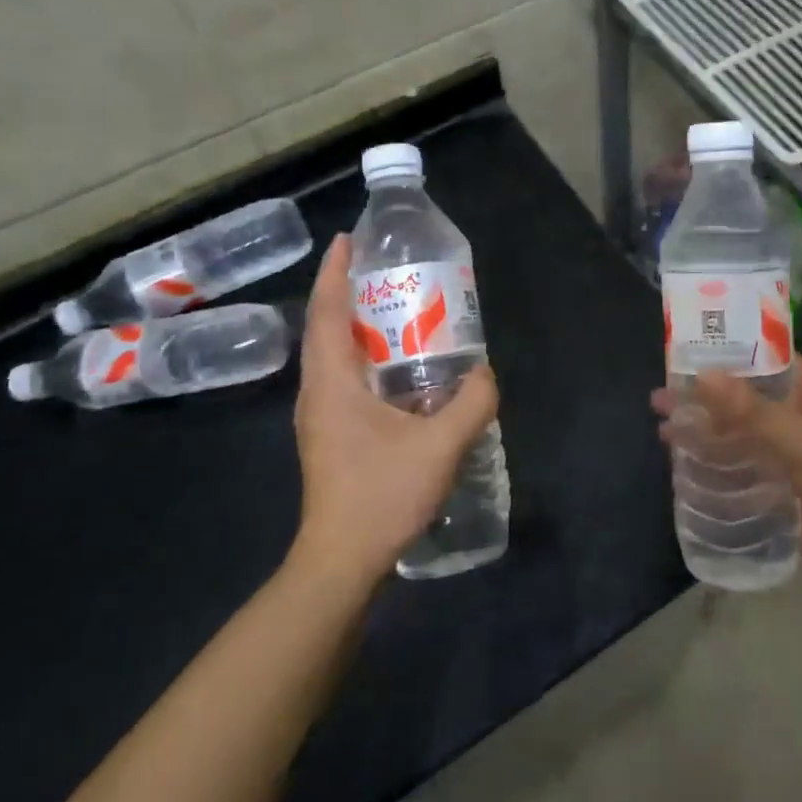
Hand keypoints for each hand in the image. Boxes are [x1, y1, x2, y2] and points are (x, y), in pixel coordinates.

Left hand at [293, 233, 498, 584]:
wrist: (342, 561)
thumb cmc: (382, 495)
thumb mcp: (440, 446)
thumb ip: (471, 403)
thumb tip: (485, 373)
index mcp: (332, 383)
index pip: (327, 312)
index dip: (335, 272)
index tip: (348, 240)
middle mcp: (317, 392)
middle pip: (327, 327)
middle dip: (349, 293)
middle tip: (388, 272)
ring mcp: (320, 416)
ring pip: (334, 355)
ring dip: (357, 327)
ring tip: (397, 312)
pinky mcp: (330, 436)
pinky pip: (343, 379)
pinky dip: (365, 358)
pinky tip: (400, 370)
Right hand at [652, 361, 801, 601]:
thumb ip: (753, 412)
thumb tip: (703, 375)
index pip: (766, 358)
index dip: (730, 349)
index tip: (687, 344)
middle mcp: (795, 419)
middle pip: (743, 397)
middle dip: (704, 394)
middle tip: (661, 393)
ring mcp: (784, 454)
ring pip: (736, 432)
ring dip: (703, 427)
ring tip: (662, 424)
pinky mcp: (775, 487)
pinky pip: (737, 465)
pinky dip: (711, 460)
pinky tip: (682, 460)